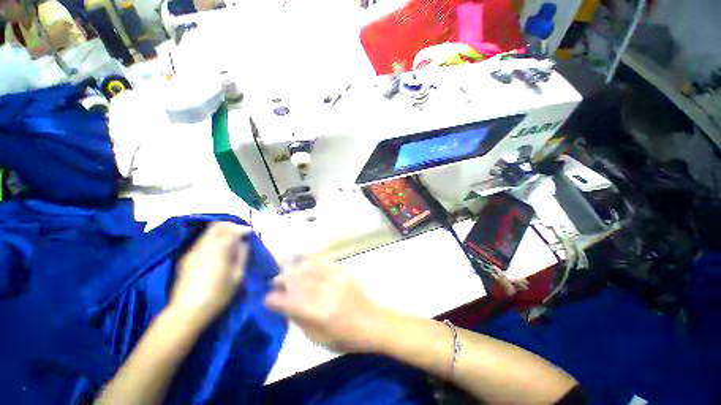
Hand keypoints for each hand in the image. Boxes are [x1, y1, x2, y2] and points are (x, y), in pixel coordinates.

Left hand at [169, 222, 250, 328]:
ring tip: (231, 240)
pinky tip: (218, 249)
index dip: (243, 228)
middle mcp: (204, 247)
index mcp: (218, 251)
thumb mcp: (237, 277)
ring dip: (221, 232)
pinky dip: (213, 239)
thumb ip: (242, 256)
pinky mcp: (186, 258)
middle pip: (217, 226)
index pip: (231, 230)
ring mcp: (192, 252)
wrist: (187, 312)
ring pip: (208, 232)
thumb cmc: (218, 295)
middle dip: (231, 226)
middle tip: (241, 233)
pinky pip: (202, 241)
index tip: (250, 232)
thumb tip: (244, 243)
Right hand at [265, 256, 385, 352]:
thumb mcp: (320, 340)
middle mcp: (326, 295)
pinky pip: (325, 262)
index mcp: (320, 315)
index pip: (292, 304)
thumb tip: (286, 308)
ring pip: (310, 269)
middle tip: (274, 280)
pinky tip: (304, 259)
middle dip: (283, 279)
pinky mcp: (343, 274)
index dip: (276, 300)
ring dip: (295, 267)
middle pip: (300, 282)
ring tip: (286, 267)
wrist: (373, 322)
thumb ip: (302, 322)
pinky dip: (312, 259)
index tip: (267, 298)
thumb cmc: (346, 337)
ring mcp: (335, 281)